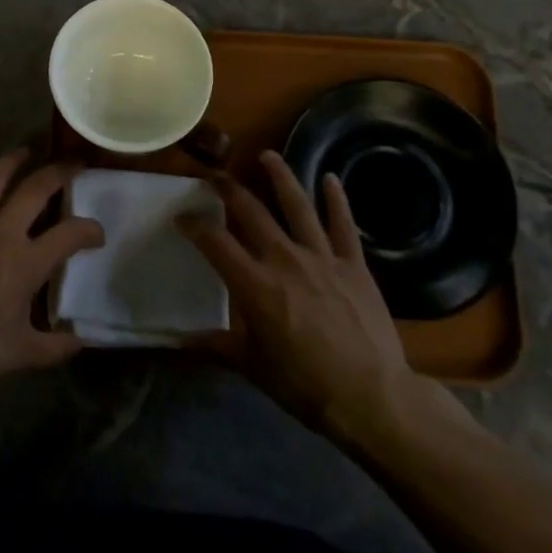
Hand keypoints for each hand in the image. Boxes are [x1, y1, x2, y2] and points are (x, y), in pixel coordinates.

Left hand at [0, 151, 104, 394]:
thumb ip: (55, 348)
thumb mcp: (20, 354)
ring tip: (25, 151)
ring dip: (11, 162)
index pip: (69, 235)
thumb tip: (82, 340)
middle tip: (72, 165)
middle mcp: (0, 233)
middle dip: (58, 173)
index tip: (97, 234)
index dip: (89, 230)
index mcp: (25, 262)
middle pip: (34, 191)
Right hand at [181, 151, 450, 443]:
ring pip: (297, 205)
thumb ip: (216, 345)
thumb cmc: (305, 385)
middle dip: (229, 189)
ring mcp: (322, 257)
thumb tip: (179, 339)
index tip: (182, 217)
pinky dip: (336, 200)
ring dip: (281, 177)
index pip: (215, 242)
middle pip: (251, 211)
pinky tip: (330, 179)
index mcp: (254, 284)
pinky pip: (343, 225)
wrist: (372, 397)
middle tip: (215, 175)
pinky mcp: (353, 264)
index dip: (194, 225)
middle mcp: (284, 259)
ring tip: (267, 155)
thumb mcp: (253, 367)